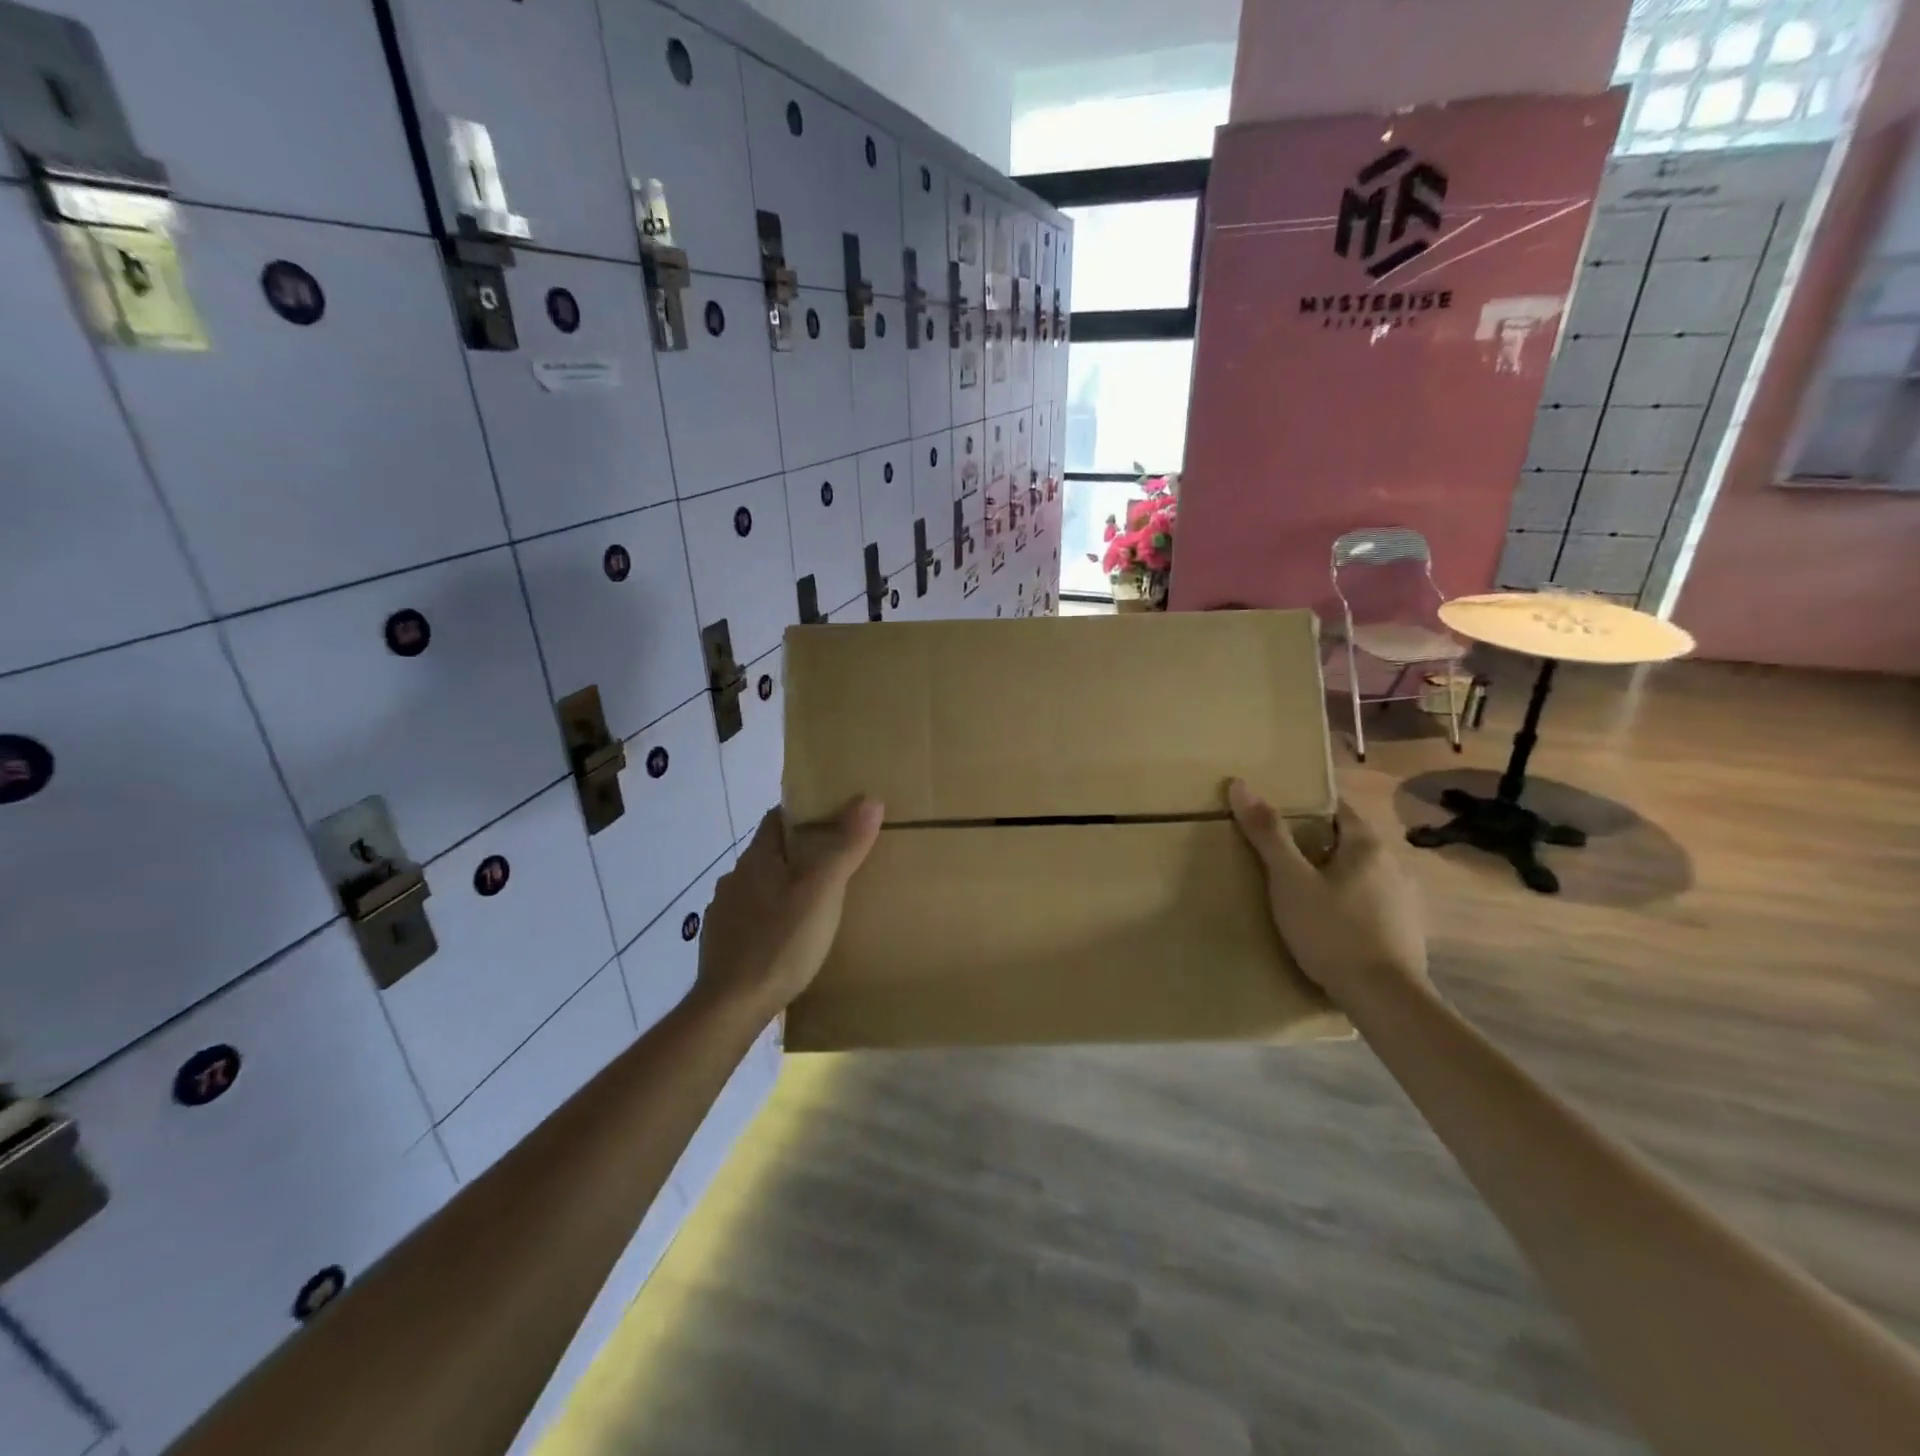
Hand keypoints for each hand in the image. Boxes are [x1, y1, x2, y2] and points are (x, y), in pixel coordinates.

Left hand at [693, 798, 883, 1023]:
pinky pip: (750, 918)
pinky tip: (787, 937)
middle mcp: (735, 878)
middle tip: (835, 863)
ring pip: (759, 887)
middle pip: (770, 852)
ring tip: (816, 903)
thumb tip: (870, 799)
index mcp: (757, 858)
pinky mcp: (721, 944)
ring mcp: (724, 912)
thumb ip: (845, 847)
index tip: (833, 819)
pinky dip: (769, 918)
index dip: (803, 814)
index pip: (777, 818)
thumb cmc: (781, 942)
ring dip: (783, 887)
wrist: (731, 1007)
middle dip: (799, 853)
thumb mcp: (823, 892)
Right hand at [1227, 782, 1426, 998]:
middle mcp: (1394, 865)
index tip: (1279, 814)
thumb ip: (1268, 834)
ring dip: (1336, 876)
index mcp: (1367, 846)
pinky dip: (1352, 904)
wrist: (1385, 999)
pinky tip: (1332, 924)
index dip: (1308, 807)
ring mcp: (1406, 901)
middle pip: (1350, 842)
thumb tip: (1240, 785)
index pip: (1338, 808)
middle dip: (1318, 844)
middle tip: (1281, 856)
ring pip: (1363, 874)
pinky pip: (1373, 903)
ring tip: (1303, 893)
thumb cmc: (1332, 931)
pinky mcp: (1408, 932)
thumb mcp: (1290, 881)